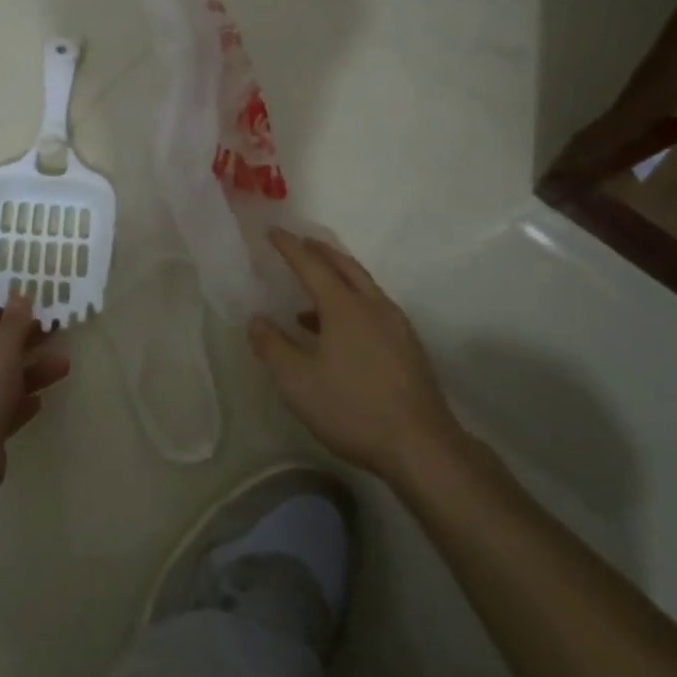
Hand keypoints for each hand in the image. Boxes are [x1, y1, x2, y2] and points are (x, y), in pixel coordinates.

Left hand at [0, 294, 70, 476]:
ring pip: (0, 381)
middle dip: (23, 342)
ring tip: (63, 366)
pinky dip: (20, 402)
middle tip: (51, 332)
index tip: (24, 306)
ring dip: (31, 372)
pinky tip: (40, 400)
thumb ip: (14, 321)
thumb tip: (20, 294)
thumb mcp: (1, 348)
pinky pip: (1, 409)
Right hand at [249, 229, 461, 483]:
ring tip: (312, 292)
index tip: (273, 231)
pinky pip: (374, 308)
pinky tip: (339, 332)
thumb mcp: (297, 382)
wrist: (420, 445)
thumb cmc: (352, 408)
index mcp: (344, 307)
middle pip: (345, 266)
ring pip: (363, 287)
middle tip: (301, 242)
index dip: (289, 247)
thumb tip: (256, 320)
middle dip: (321, 251)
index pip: (311, 265)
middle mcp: (373, 306)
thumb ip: (272, 347)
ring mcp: (396, 326)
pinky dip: (352, 302)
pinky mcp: (408, 347)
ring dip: (338, 278)